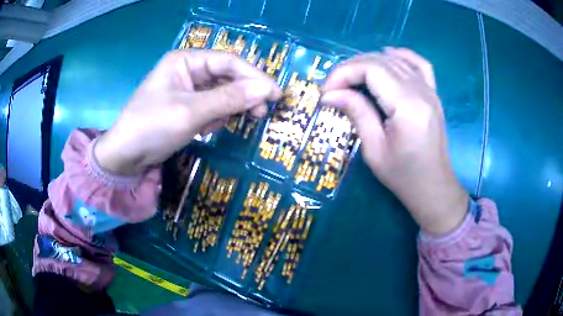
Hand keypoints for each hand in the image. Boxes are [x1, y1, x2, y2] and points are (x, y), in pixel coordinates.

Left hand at [95, 50, 281, 175]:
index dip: (254, 76)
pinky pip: (210, 106)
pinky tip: (206, 130)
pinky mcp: (185, 106)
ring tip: (219, 126)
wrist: (125, 157)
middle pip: (226, 76)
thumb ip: (229, 99)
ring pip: (220, 93)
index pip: (228, 62)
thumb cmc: (152, 127)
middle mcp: (187, 70)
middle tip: (261, 113)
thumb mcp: (191, 112)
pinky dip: (214, 118)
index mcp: (185, 60)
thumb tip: (267, 89)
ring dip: (227, 109)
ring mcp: (186, 89)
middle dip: (243, 94)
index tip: (276, 94)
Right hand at [321, 48, 467, 234]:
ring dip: (368, 62)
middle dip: (351, 68)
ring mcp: (430, 90)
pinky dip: (401, 55)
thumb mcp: (374, 150)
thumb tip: (329, 94)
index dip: (343, 73)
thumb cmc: (404, 176)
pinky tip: (387, 55)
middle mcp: (421, 91)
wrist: (434, 187)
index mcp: (407, 106)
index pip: (371, 70)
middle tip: (333, 87)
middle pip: (380, 61)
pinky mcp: (433, 94)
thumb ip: (356, 113)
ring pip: (395, 60)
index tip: (326, 92)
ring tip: (351, 78)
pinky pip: (419, 64)